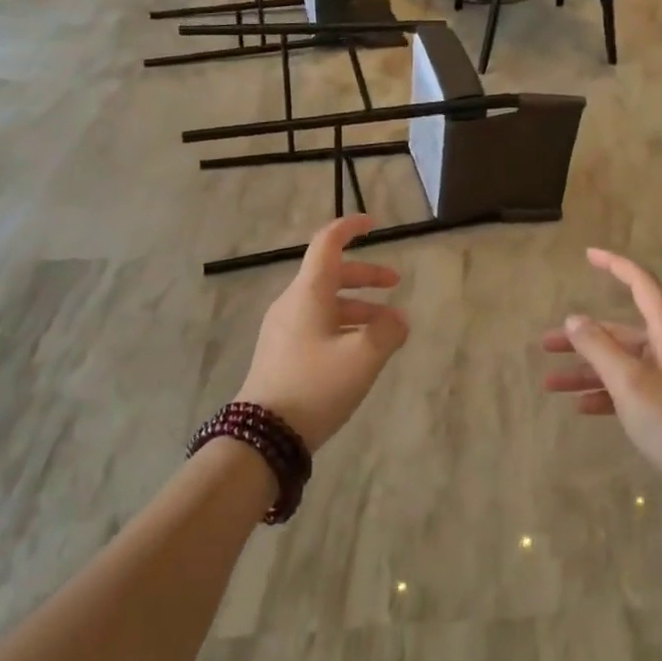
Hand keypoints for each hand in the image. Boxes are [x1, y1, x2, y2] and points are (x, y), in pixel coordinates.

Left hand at [235, 215, 408, 451]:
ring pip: (327, 303)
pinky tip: (361, 351)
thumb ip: (387, 333)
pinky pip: (318, 325)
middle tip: (396, 283)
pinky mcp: (282, 352)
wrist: (263, 436)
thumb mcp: (362, 359)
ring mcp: (284, 328)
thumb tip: (398, 320)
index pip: (327, 243)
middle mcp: (293, 303)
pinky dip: (344, 326)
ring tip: (389, 330)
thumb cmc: (315, 387)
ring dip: (359, 307)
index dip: (350, 228)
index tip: (373, 224)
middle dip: (366, 276)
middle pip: (331, 274)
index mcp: (308, 293)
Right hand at [542, 248, 661, 500]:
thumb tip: (574, 319)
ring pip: (618, 363)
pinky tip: (579, 406)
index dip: (615, 266)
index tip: (588, 255)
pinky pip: (626, 388)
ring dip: (585, 370)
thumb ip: (598, 346)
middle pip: (619, 332)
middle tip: (546, 343)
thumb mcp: (627, 380)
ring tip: (549, 383)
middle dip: (582, 337)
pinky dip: (603, 392)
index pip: (641, 285)